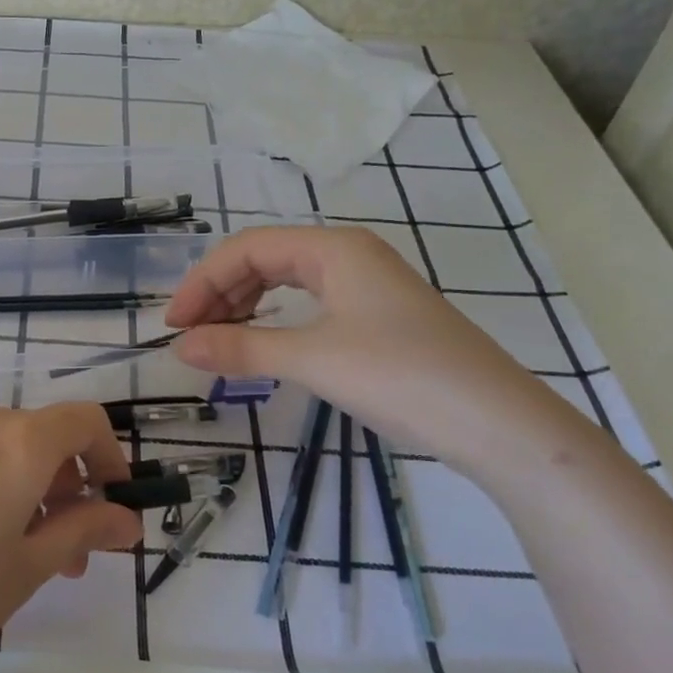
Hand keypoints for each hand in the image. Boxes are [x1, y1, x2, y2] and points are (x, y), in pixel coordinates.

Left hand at [0, 403, 140, 672]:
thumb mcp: (25, 573)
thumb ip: (81, 531)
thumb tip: (124, 517)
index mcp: (14, 442)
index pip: (83, 420)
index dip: (108, 454)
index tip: (110, 501)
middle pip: (33, 435)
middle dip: (60, 484)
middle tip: (60, 552)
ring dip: (12, 487)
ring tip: (2, 555)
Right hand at [165, 227, 582, 476]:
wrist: (499, 424)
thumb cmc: (401, 377)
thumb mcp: (312, 360)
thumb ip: (241, 347)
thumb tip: (179, 347)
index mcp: (333, 248)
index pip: (247, 248)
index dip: (202, 282)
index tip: (173, 325)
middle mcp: (349, 255)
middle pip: (265, 259)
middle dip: (221, 293)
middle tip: (190, 335)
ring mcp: (367, 285)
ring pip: (287, 281)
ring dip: (246, 306)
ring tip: (218, 341)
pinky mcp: (379, 316)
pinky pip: (310, 304)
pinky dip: (277, 320)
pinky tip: (265, 343)